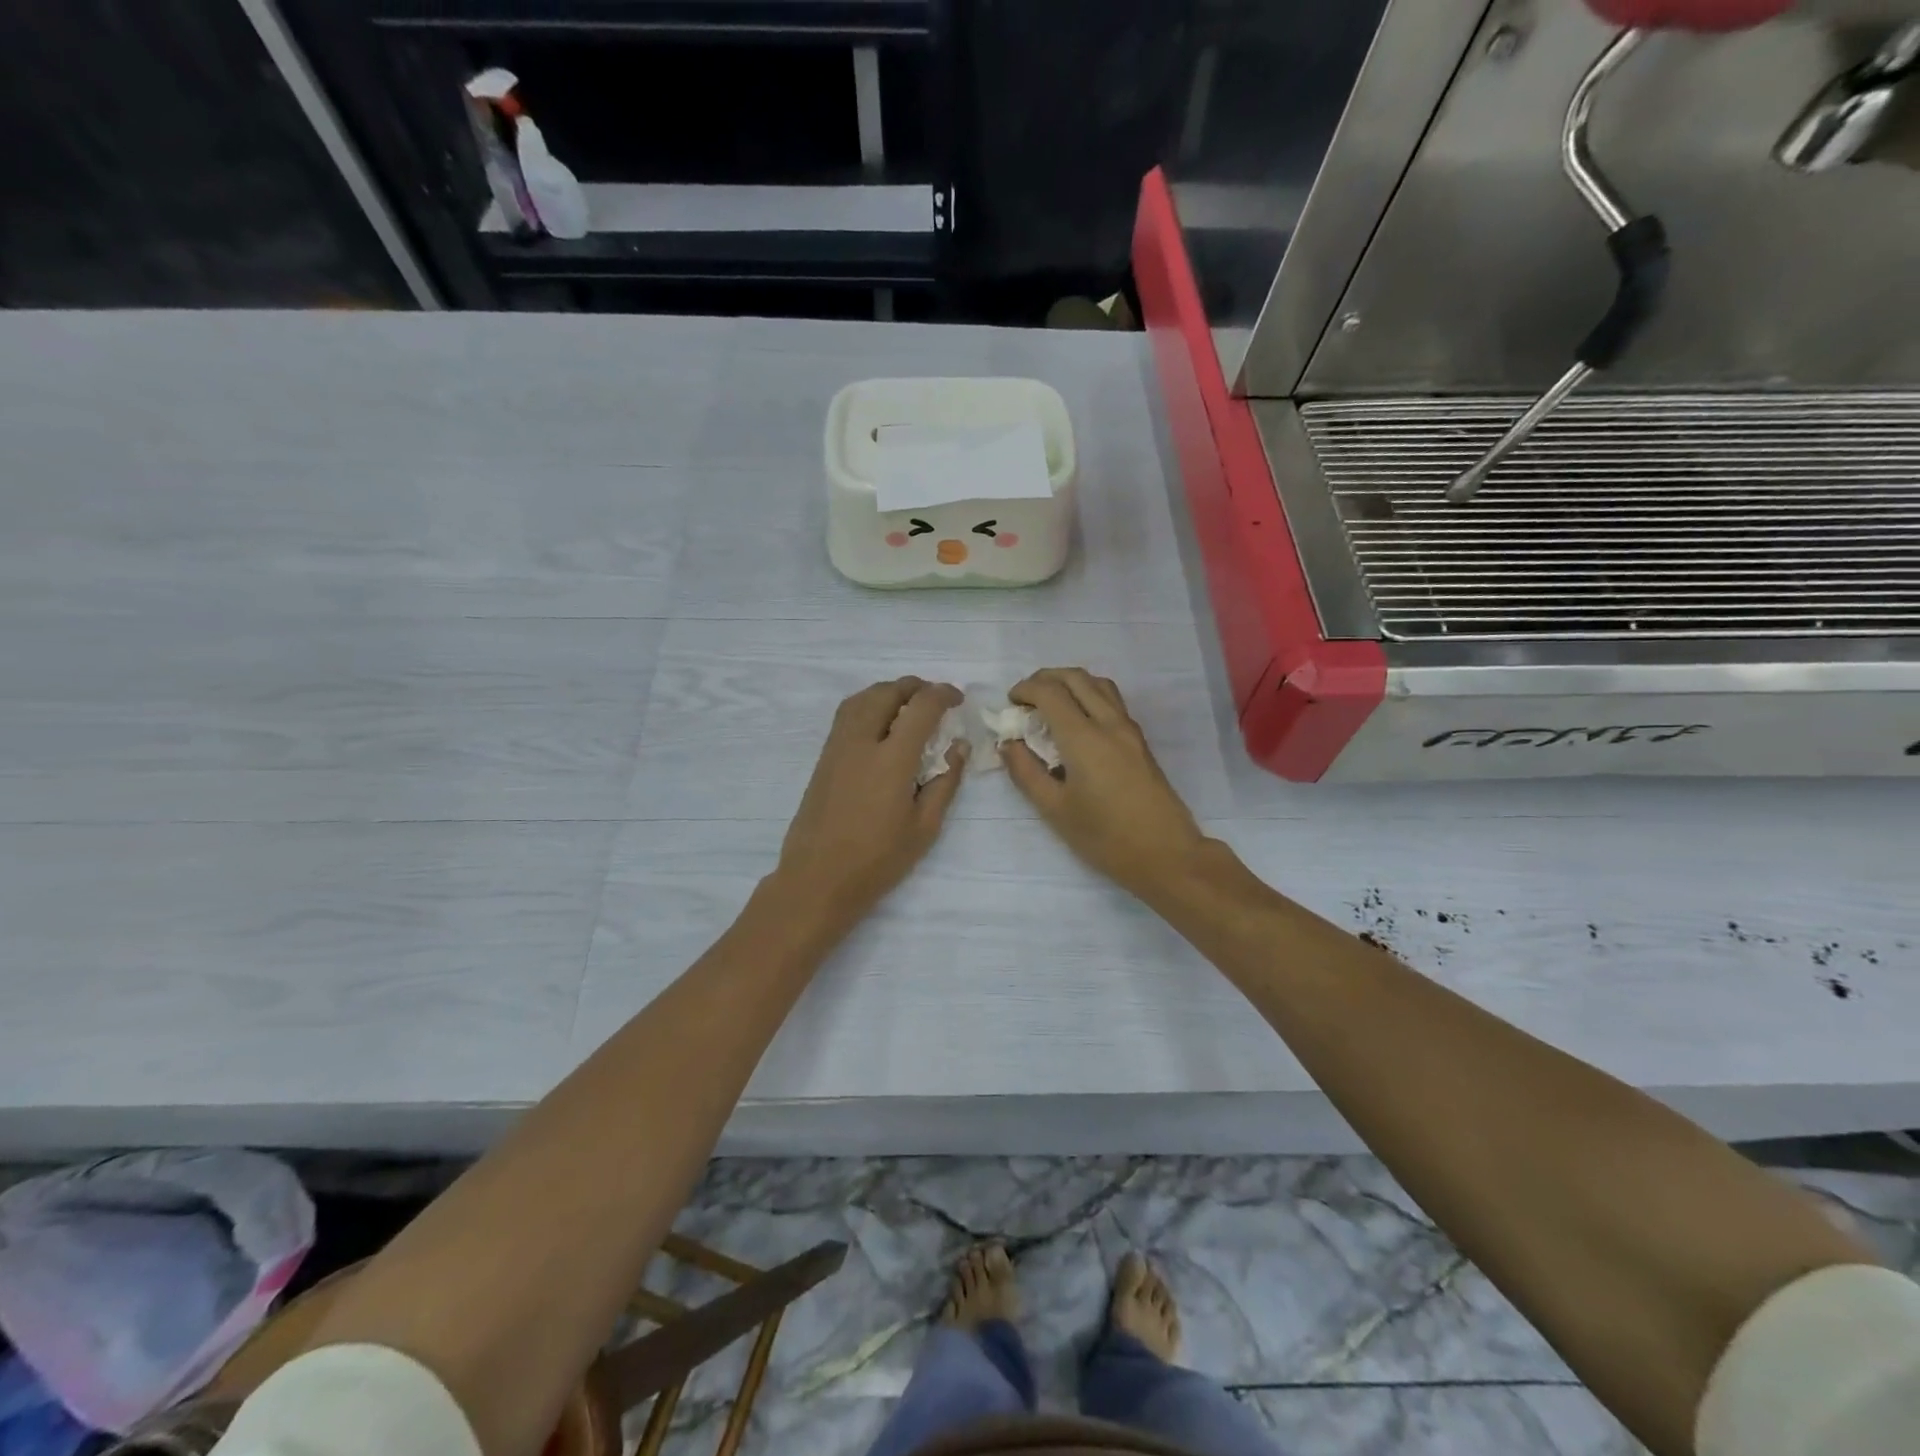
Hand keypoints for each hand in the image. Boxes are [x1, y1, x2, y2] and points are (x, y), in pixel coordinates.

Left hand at [774, 677, 965, 929]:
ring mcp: (837, 747)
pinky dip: (868, 704)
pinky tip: (880, 724)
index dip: (943, 695)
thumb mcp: (924, 827)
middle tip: (935, 700)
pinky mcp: (823, 757)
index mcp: (891, 759)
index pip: (921, 707)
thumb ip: (945, 782)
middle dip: (916, 687)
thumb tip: (958, 747)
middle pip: (888, 692)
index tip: (957, 700)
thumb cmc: (878, 860)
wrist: (818, 879)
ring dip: (889, 691)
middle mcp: (861, 742)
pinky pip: (847, 714)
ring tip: (908, 706)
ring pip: (862, 698)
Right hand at [1002, 668, 1208, 901]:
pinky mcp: (1140, 741)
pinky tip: (1077, 722)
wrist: (1166, 854)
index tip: (1010, 703)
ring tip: (1051, 704)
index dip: (1025, 690)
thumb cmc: (1105, 837)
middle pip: (1076, 678)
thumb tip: (1008, 744)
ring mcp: (1129, 730)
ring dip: (1070, 683)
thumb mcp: (1055, 810)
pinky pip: (1112, 701)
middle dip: (1046, 678)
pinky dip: (1088, 695)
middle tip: (1026, 698)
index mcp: (1084, 738)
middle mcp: (1109, 723)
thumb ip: (1026, 772)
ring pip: (1099, 684)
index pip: (1050, 692)